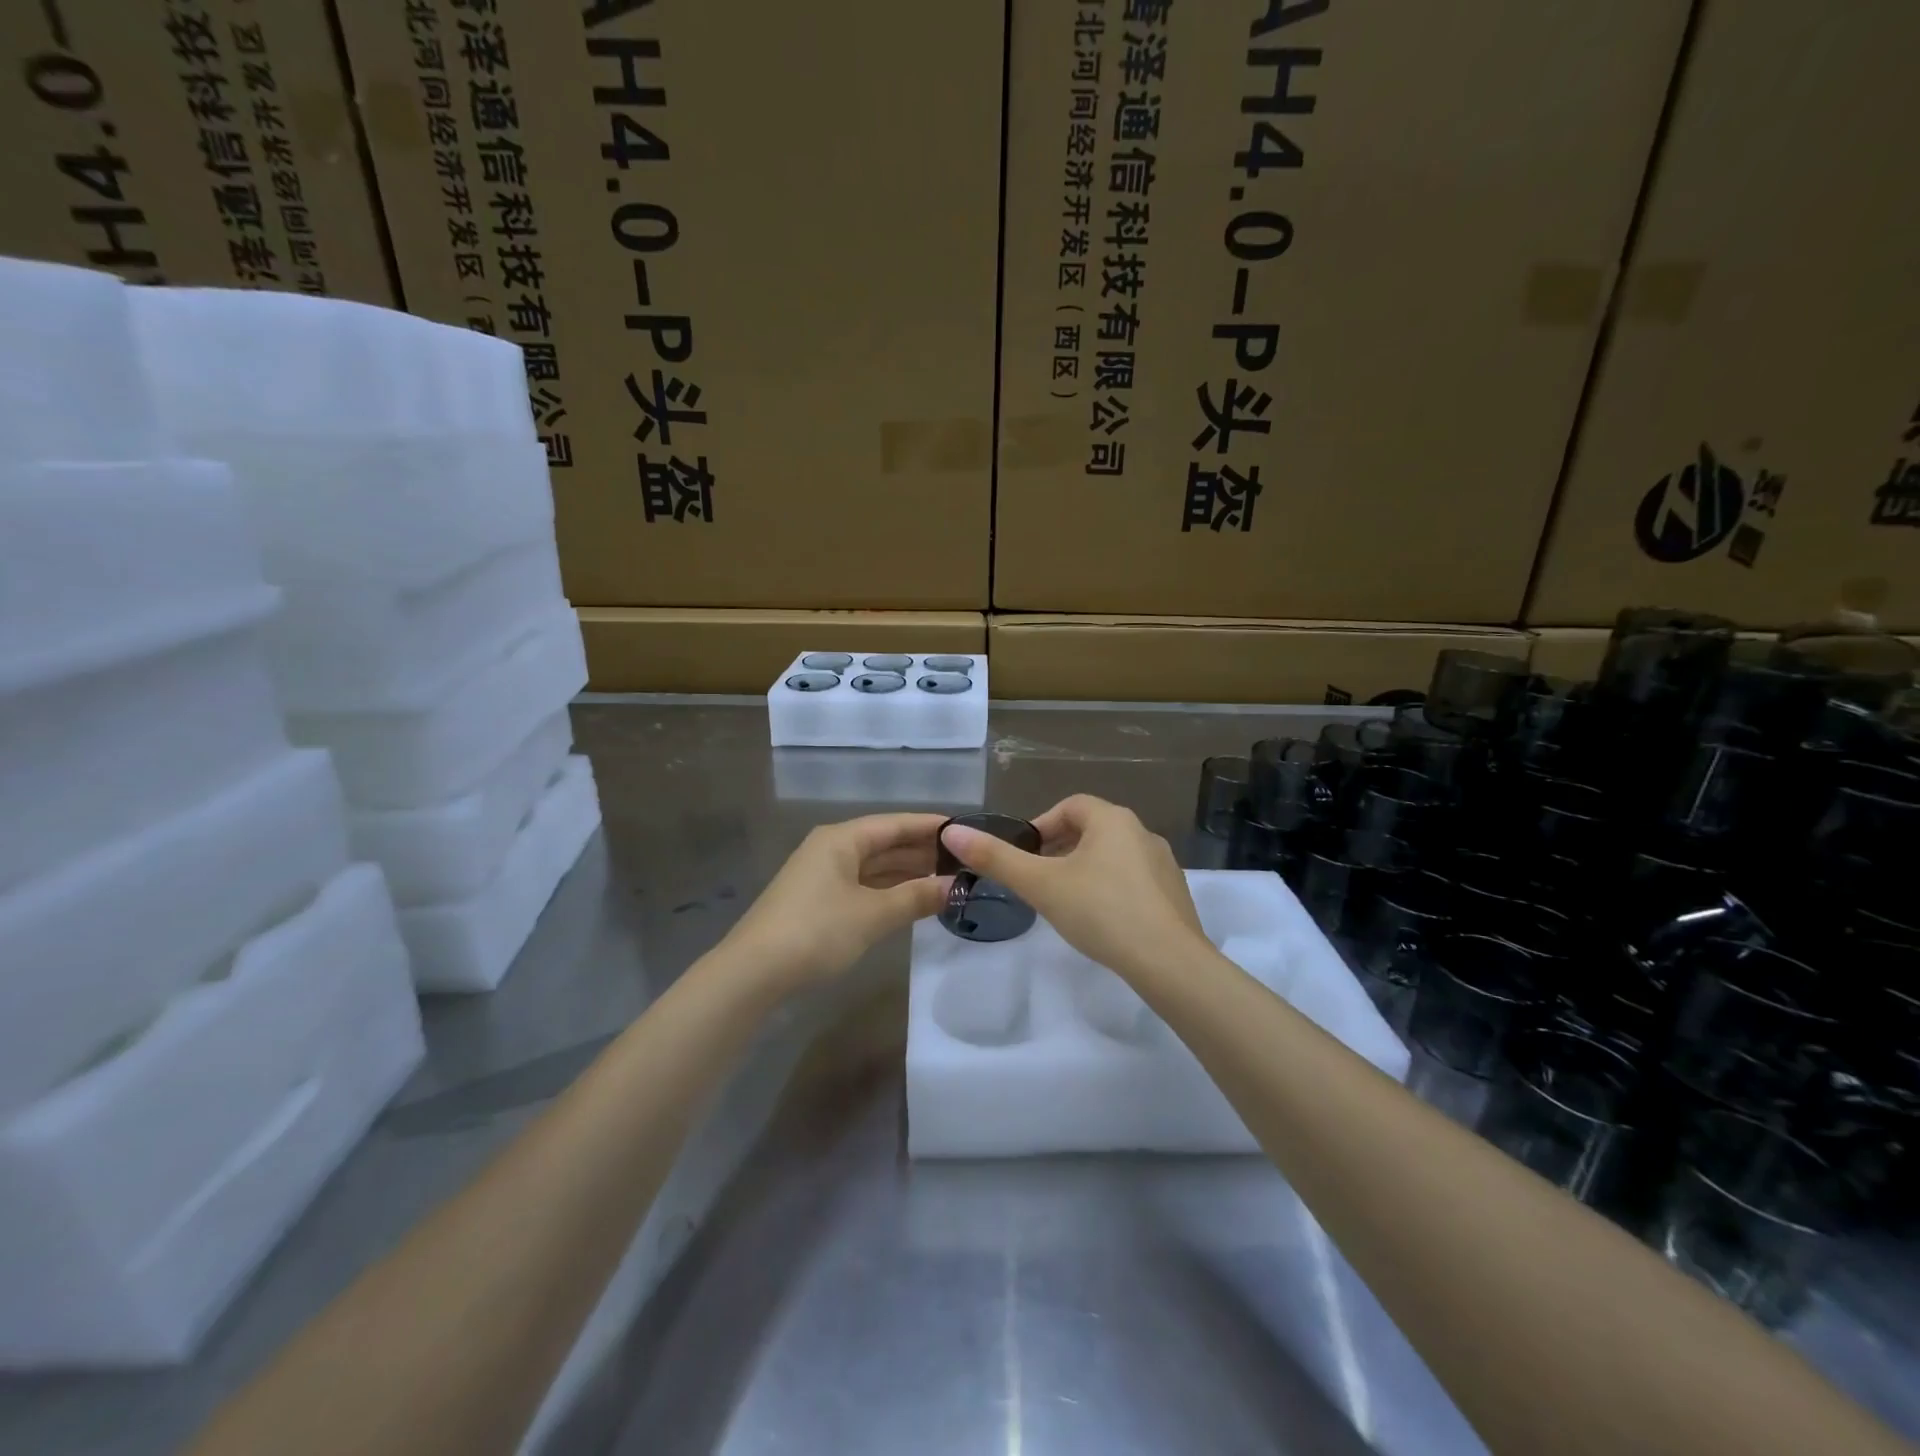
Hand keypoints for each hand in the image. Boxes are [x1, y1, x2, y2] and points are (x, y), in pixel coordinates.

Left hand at [720, 813, 951, 994]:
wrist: (753, 974)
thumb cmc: (816, 932)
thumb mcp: (872, 915)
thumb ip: (916, 897)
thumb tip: (956, 887)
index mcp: (841, 839)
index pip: (895, 823)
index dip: (931, 826)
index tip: (965, 831)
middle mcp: (832, 849)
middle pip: (885, 843)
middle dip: (922, 852)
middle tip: (964, 861)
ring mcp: (823, 876)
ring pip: (874, 867)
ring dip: (907, 874)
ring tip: (947, 880)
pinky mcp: (818, 902)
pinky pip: (863, 886)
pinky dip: (889, 891)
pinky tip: (912, 900)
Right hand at [939, 795, 1208, 980]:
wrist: (1168, 961)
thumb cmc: (1100, 911)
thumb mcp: (1041, 885)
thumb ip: (996, 858)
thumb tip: (952, 831)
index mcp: (1112, 819)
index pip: (1070, 806)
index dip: (1041, 826)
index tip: (1024, 855)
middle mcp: (1141, 832)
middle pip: (1092, 829)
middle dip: (1061, 849)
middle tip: (1038, 880)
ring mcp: (1163, 863)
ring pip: (1113, 855)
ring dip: (1085, 869)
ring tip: (1065, 902)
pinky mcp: (1174, 893)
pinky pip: (1134, 879)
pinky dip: (1111, 889)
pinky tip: (1101, 920)